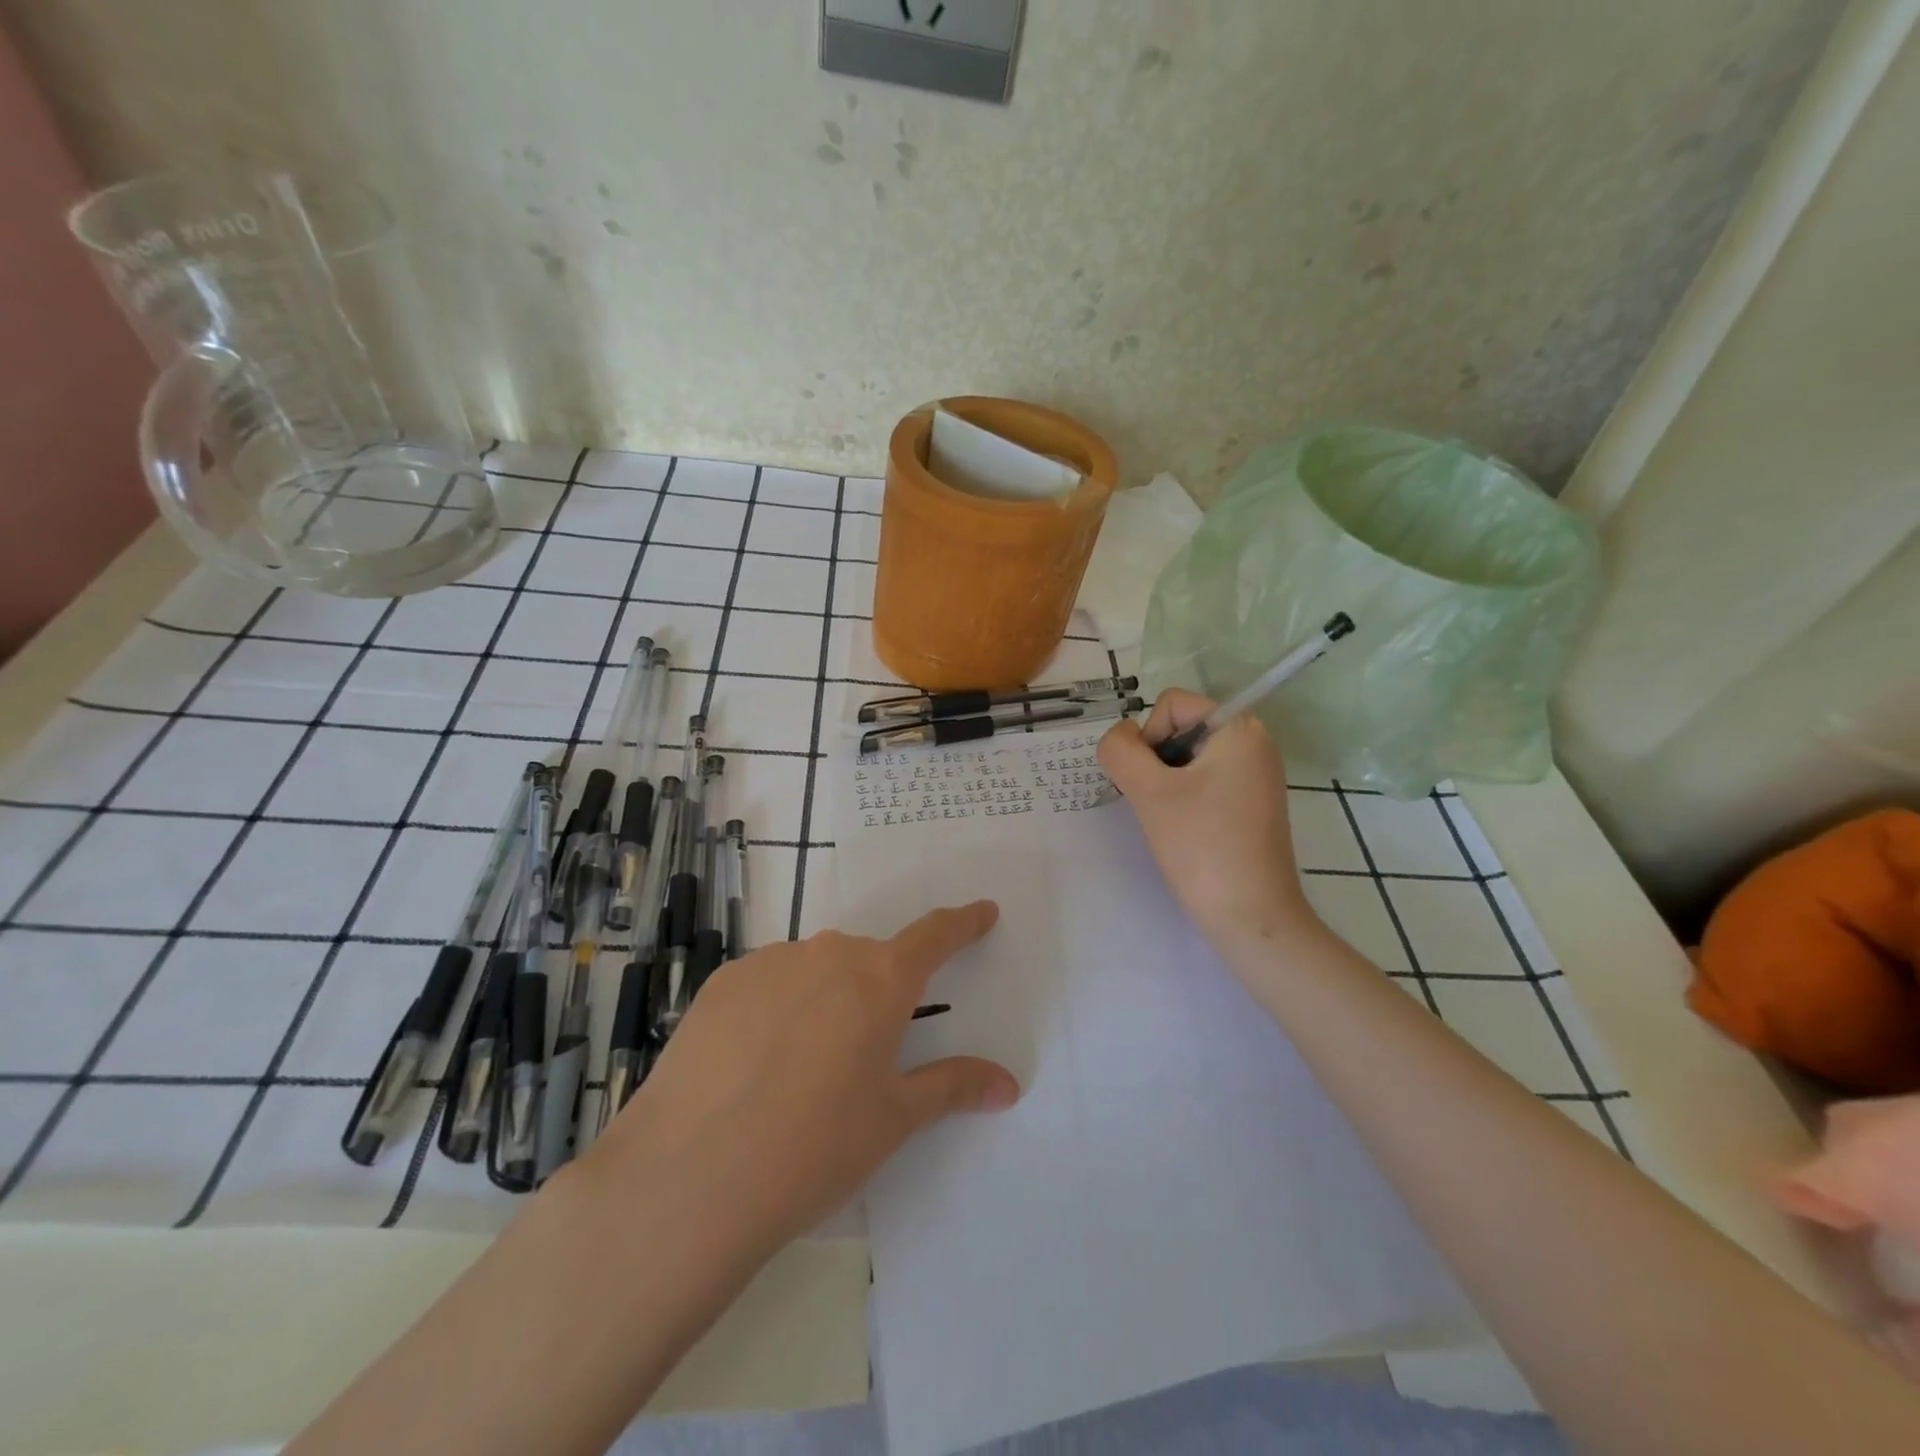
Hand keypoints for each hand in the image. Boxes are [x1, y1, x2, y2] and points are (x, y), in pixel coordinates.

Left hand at [584, 902, 1019, 1261]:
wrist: (689, 1177)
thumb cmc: (813, 1148)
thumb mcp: (893, 1120)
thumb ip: (953, 1088)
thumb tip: (1008, 1083)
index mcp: (880, 980)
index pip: (934, 936)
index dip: (962, 923)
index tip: (982, 912)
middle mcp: (828, 954)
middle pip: (869, 961)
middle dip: (878, 992)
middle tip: (866, 1050)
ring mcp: (769, 962)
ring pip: (815, 969)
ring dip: (825, 999)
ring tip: (802, 1068)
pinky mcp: (721, 982)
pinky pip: (768, 982)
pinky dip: (777, 1007)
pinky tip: (754, 1063)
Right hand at [1098, 690, 1318, 944]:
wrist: (1250, 916)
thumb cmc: (1201, 846)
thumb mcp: (1149, 791)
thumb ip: (1120, 750)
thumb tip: (1120, 738)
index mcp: (1240, 728)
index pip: (1172, 705)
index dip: (1149, 738)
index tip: (1152, 783)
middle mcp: (1254, 743)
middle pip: (1180, 729)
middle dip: (1156, 762)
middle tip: (1158, 804)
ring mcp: (1256, 776)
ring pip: (1187, 759)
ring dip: (1165, 783)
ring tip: (1170, 821)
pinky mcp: (1251, 804)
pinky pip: (1204, 782)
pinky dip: (1183, 799)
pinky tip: (1183, 831)